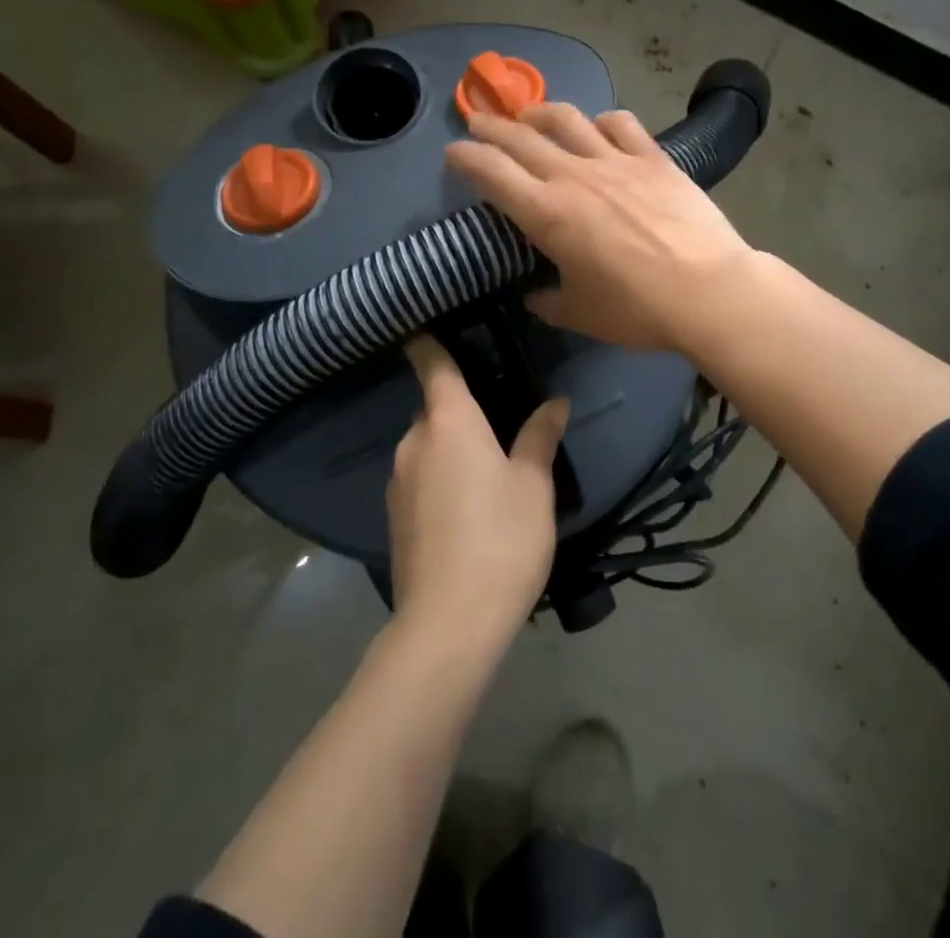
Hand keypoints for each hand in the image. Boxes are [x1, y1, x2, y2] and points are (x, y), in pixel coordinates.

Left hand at [387, 334, 567, 653]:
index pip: (432, 364)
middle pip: (433, 408)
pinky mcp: (393, 517)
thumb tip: (555, 402)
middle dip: (458, 408)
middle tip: (497, 418)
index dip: (428, 342)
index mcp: (449, 421)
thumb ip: (540, 437)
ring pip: (426, 446)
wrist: (448, 623)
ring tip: (487, 468)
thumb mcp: (533, 484)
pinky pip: (419, 477)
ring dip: (450, 446)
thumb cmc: (501, 538)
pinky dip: (439, 477)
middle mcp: (415, 442)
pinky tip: (467, 506)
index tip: (428, 325)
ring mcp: (398, 481)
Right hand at [444, 103, 757, 351]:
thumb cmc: (637, 309)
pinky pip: (620, 124)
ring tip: (530, 116)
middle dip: (492, 127)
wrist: (708, 291)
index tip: (453, 153)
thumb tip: (536, 295)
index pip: (491, 171)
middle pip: (521, 137)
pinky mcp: (653, 158)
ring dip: (540, 112)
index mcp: (546, 213)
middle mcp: (574, 175)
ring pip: (567, 119)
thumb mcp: (581, 313)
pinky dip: (601, 121)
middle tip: (478, 122)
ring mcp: (616, 161)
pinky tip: (599, 128)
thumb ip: (549, 301)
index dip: (465, 157)